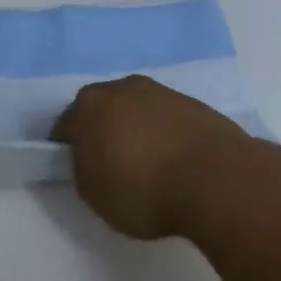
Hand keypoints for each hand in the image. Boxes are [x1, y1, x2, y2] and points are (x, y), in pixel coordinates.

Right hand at [51, 76, 248, 238]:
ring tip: (148, 165)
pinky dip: (166, 135)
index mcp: (89, 104)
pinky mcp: (196, 105)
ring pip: (138, 111)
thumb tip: (90, 158)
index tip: (76, 169)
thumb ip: (83, 169)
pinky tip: (174, 163)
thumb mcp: (92, 193)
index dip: (67, 148)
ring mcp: (162, 92)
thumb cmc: (141, 188)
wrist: (216, 180)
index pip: (65, 125)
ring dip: (137, 130)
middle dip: (102, 131)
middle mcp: (122, 88)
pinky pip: (168, 120)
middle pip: (103, 110)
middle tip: (109, 164)